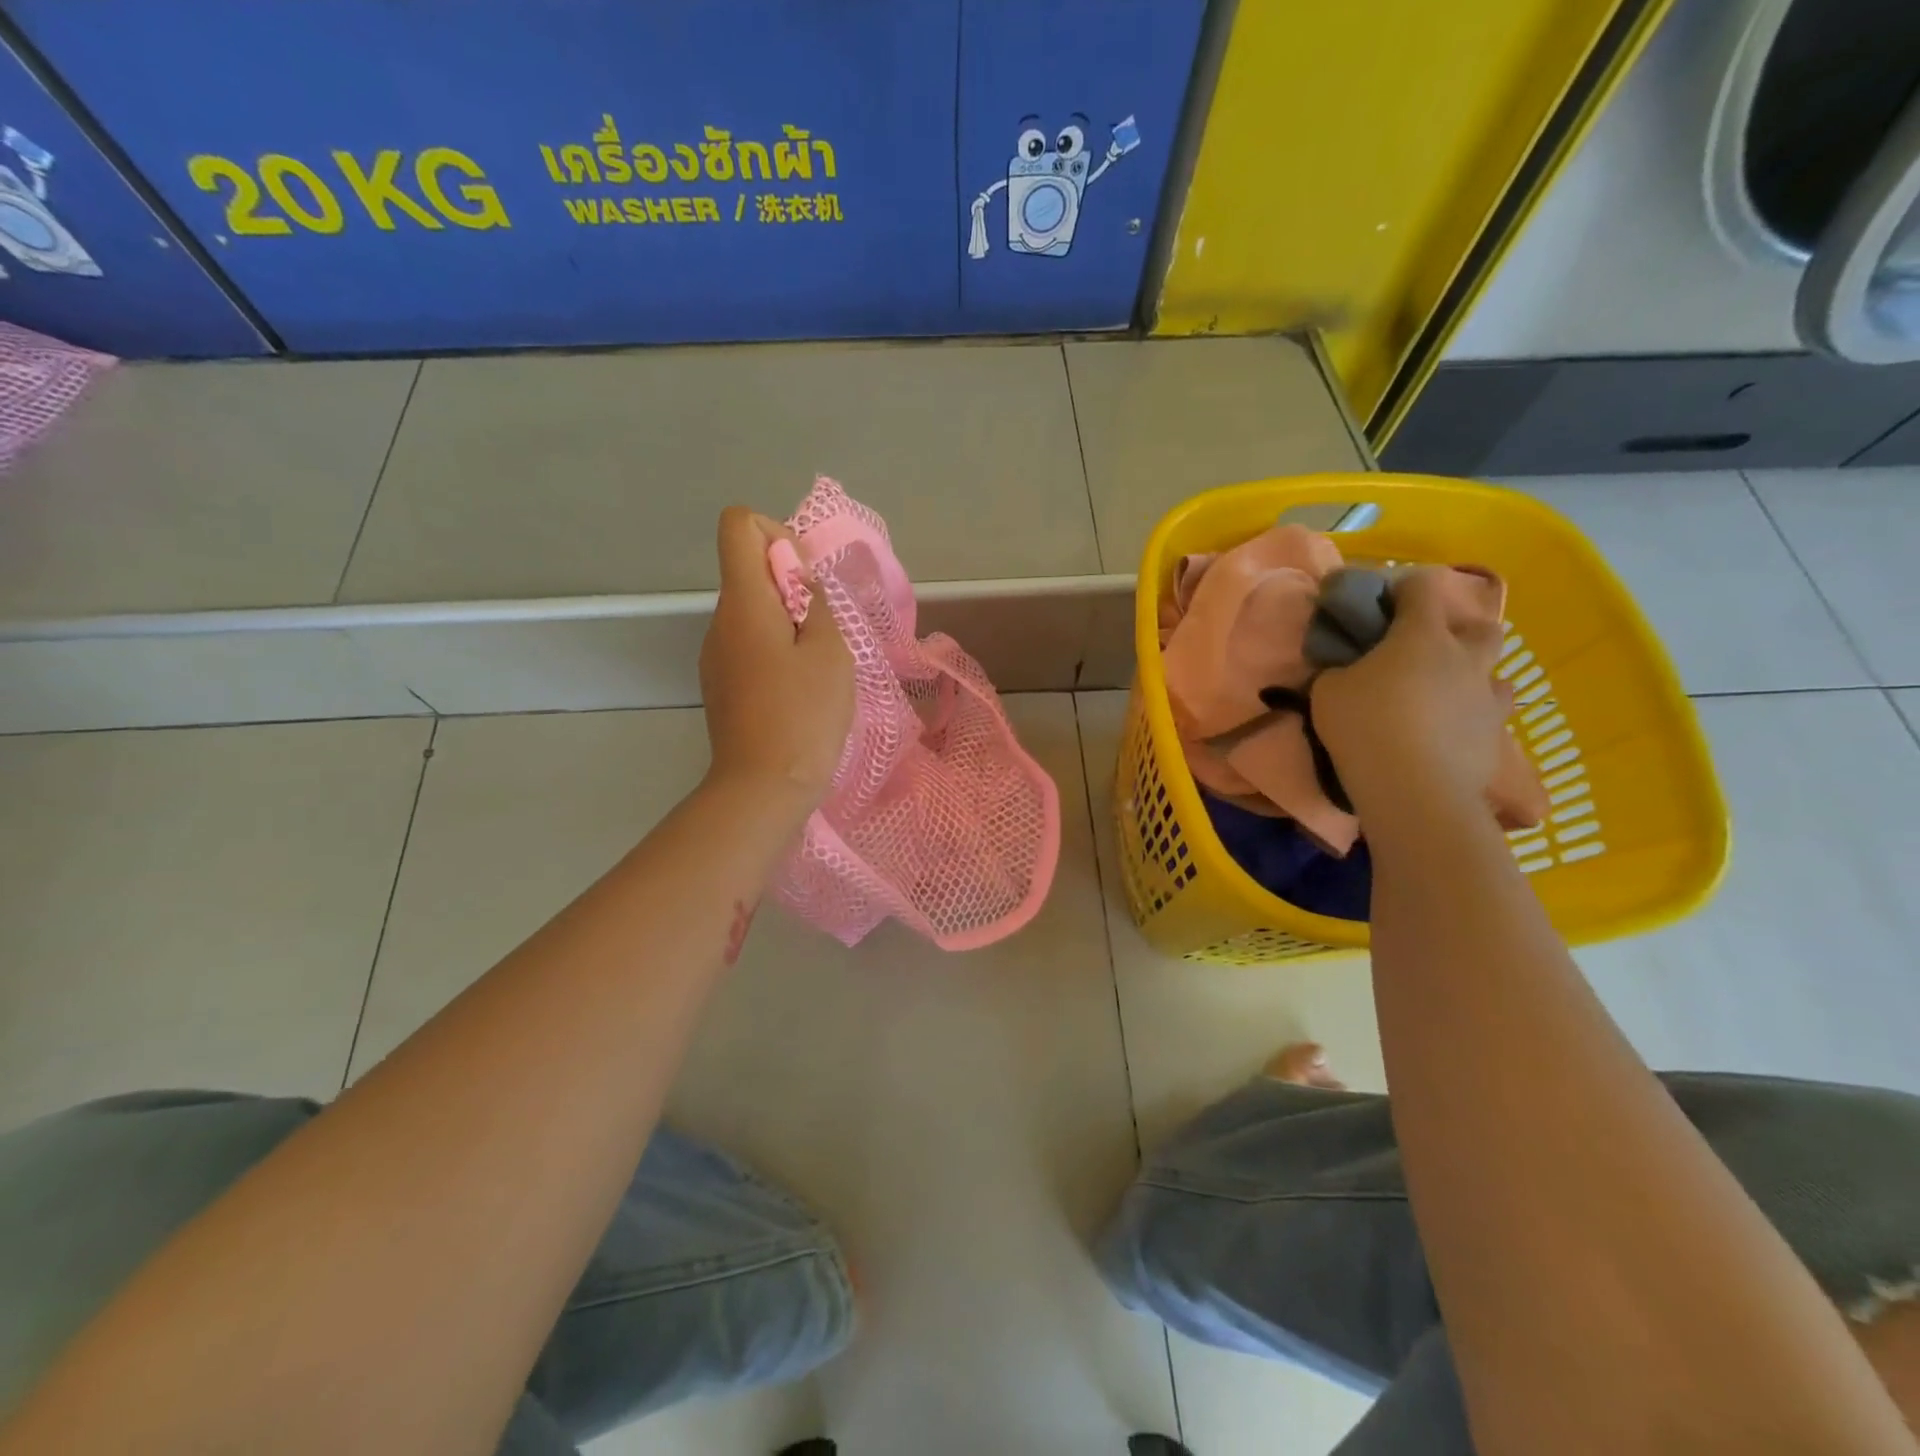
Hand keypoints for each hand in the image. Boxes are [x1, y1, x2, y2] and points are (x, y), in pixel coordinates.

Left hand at [699, 507, 853, 809]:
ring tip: (815, 670)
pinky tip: (798, 692)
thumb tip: (799, 580)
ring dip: (788, 625)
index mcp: (743, 603)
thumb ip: (816, 602)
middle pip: (749, 572)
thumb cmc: (804, 714)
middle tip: (824, 634)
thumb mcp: (829, 651)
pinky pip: (749, 648)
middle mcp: (719, 622)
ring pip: (753, 614)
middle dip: (791, 588)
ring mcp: (716, 657)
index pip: (738, 525)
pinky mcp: (721, 686)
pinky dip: (776, 653)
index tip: (805, 578)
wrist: (763, 788)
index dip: (776, 533)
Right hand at [1309, 567, 1511, 816]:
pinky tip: (1448, 733)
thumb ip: (1339, 671)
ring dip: (1472, 677)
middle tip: (1429, 650)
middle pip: (1482, 627)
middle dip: (1460, 631)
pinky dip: (1470, 718)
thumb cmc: (1364, 726)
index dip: (1405, 586)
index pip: (1422, 588)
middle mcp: (1464, 658)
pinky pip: (1489, 716)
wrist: (1413, 788)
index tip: (1386, 599)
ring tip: (1444, 695)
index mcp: (1422, 636)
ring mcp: (1487, 698)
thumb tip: (1345, 671)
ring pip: (1495, 674)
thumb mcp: (1327, 692)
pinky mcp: (1495, 737)